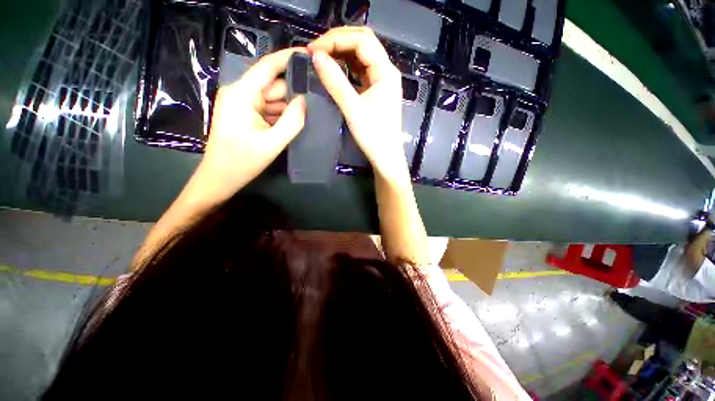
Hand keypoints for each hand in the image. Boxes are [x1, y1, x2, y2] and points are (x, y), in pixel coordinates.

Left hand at [198, 48, 306, 201]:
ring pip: (273, 100)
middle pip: (273, 86)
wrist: (220, 179)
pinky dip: (283, 116)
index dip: (289, 58)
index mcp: (242, 93)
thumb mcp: (272, 142)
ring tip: (313, 111)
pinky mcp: (247, 116)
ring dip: (291, 107)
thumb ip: (292, 120)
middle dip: (295, 91)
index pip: (268, 67)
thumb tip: (305, 100)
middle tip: (320, 95)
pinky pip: (269, 110)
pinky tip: (298, 121)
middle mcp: (241, 94)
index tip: (311, 55)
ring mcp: (243, 105)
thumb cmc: (242, 161)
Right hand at [308, 27, 406, 180]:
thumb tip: (316, 56)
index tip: (313, 50)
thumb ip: (335, 81)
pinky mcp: (376, 92)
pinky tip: (335, 70)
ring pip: (361, 57)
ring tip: (322, 58)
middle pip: (363, 44)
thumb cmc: (373, 135)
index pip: (361, 40)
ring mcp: (382, 82)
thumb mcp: (353, 108)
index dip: (336, 39)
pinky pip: (361, 72)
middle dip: (338, 42)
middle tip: (316, 51)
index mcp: (385, 71)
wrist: (386, 157)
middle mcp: (386, 71)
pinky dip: (347, 68)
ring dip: (342, 53)